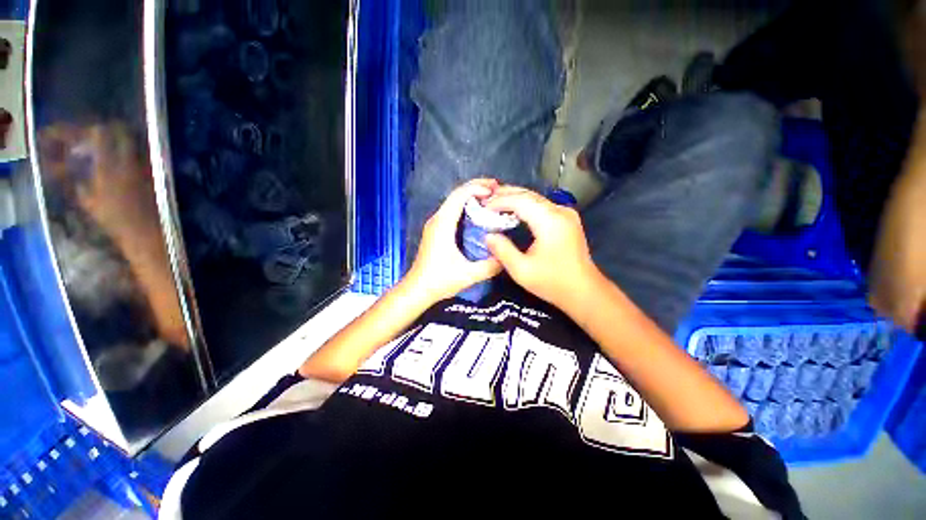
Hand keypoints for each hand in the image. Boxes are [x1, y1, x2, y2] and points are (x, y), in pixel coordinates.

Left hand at [404, 179, 502, 303]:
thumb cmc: (439, 281)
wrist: (417, 289)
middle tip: (498, 189)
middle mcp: (437, 219)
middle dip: (477, 187)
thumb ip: (490, 266)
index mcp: (443, 224)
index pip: (459, 195)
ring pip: (454, 201)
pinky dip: (466, 206)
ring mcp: (435, 224)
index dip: (478, 188)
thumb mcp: (468, 275)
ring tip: (491, 198)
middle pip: (456, 194)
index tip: (496, 190)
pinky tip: (478, 213)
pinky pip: (452, 210)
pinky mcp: (436, 230)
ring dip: (471, 196)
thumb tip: (507, 256)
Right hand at [484, 187, 601, 312]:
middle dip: (506, 194)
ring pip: (536, 198)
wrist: (584, 291)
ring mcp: (566, 214)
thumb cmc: (552, 282)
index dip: (500, 201)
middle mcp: (560, 211)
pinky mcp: (567, 219)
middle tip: (485, 198)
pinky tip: (514, 210)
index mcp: (550, 221)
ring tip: (495, 200)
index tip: (482, 206)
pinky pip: (542, 206)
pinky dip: (525, 205)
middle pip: (529, 195)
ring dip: (515, 198)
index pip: (520, 201)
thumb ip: (502, 250)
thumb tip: (487, 235)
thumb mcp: (522, 270)